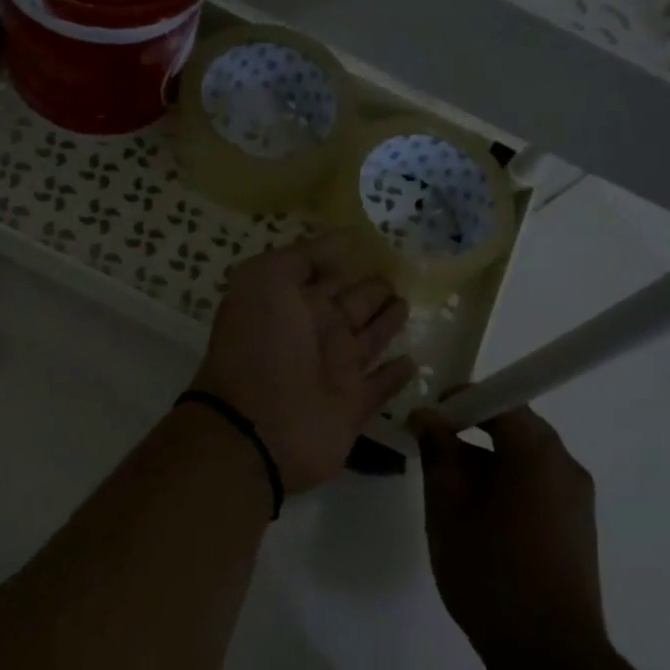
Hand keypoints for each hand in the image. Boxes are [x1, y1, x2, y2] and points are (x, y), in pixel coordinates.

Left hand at [191, 232, 416, 494]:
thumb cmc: (259, 346)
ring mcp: (334, 372)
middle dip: (371, 290)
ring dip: (386, 324)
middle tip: (401, 273)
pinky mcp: (353, 408)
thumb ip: (302, 258)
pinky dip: (395, 376)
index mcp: (291, 304)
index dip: (343, 261)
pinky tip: (412, 360)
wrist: (256, 428)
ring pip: (367, 341)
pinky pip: (380, 386)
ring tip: (407, 303)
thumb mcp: (265, 281)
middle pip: (350, 305)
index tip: (375, 243)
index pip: (324, 276)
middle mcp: (314, 334)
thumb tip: (343, 241)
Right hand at [409, 405, 606, 664]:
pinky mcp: (578, 526)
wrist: (549, 653)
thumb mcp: (447, 506)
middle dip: (471, 433)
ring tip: (452, 498)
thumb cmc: (489, 570)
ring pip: (525, 459)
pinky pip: (537, 486)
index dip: (460, 400)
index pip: (499, 398)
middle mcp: (565, 464)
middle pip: (515, 427)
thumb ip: (437, 451)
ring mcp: (577, 497)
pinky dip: (507, 487)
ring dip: (487, 463)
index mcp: (536, 451)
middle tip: (433, 457)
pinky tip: (481, 524)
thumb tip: (427, 416)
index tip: (428, 419)